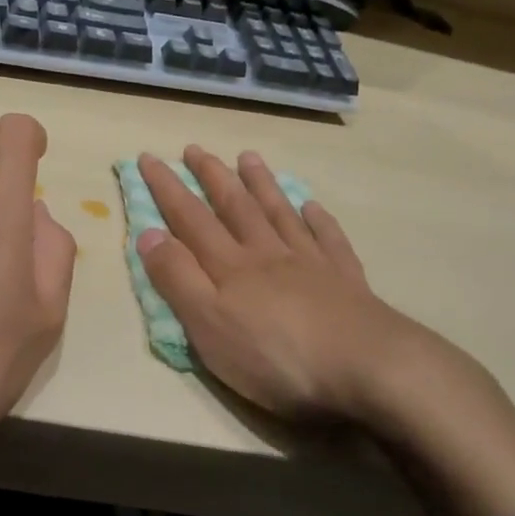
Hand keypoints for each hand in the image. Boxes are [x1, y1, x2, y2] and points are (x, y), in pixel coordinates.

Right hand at [136, 146, 484, 424]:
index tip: (148, 158)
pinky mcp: (346, 280)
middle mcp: (267, 253)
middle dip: (211, 176)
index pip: (190, 218)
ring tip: (248, 158)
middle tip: (195, 148)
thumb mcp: (209, 325)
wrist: (366, 367)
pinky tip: (312, 206)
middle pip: (235, 206)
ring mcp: (310, 263)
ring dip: (261, 184)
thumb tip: (147, 233)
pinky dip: (317, 219)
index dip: (167, 188)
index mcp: (230, 266)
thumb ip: (177, 279)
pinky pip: (329, 238)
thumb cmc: (276, 355)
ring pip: (279, 213)